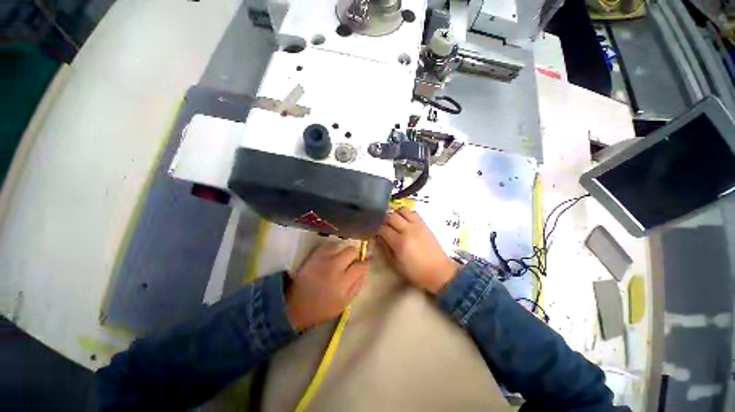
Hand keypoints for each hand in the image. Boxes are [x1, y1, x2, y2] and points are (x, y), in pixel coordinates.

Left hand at [286, 243, 369, 330]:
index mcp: (344, 282)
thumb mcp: (344, 303)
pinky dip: (334, 247)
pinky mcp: (315, 255)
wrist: (296, 305)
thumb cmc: (322, 308)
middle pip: (352, 251)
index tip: (368, 261)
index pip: (362, 266)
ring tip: (342, 258)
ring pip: (342, 245)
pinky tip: (333, 254)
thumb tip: (365, 272)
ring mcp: (324, 259)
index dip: (367, 262)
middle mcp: (335, 267)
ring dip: (345, 251)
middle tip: (353, 261)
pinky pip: (329, 244)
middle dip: (356, 255)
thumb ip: (357, 286)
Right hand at [377, 208, 459, 294]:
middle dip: (383, 219)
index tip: (373, 230)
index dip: (375, 228)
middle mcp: (408, 230)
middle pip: (390, 216)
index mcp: (400, 242)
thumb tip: (378, 237)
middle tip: (381, 225)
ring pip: (402, 210)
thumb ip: (385, 248)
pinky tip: (404, 221)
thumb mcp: (396, 264)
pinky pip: (413, 212)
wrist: (439, 272)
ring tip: (393, 221)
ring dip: (395, 214)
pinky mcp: (424, 224)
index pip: (382, 228)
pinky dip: (406, 214)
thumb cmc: (416, 272)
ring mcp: (417, 225)